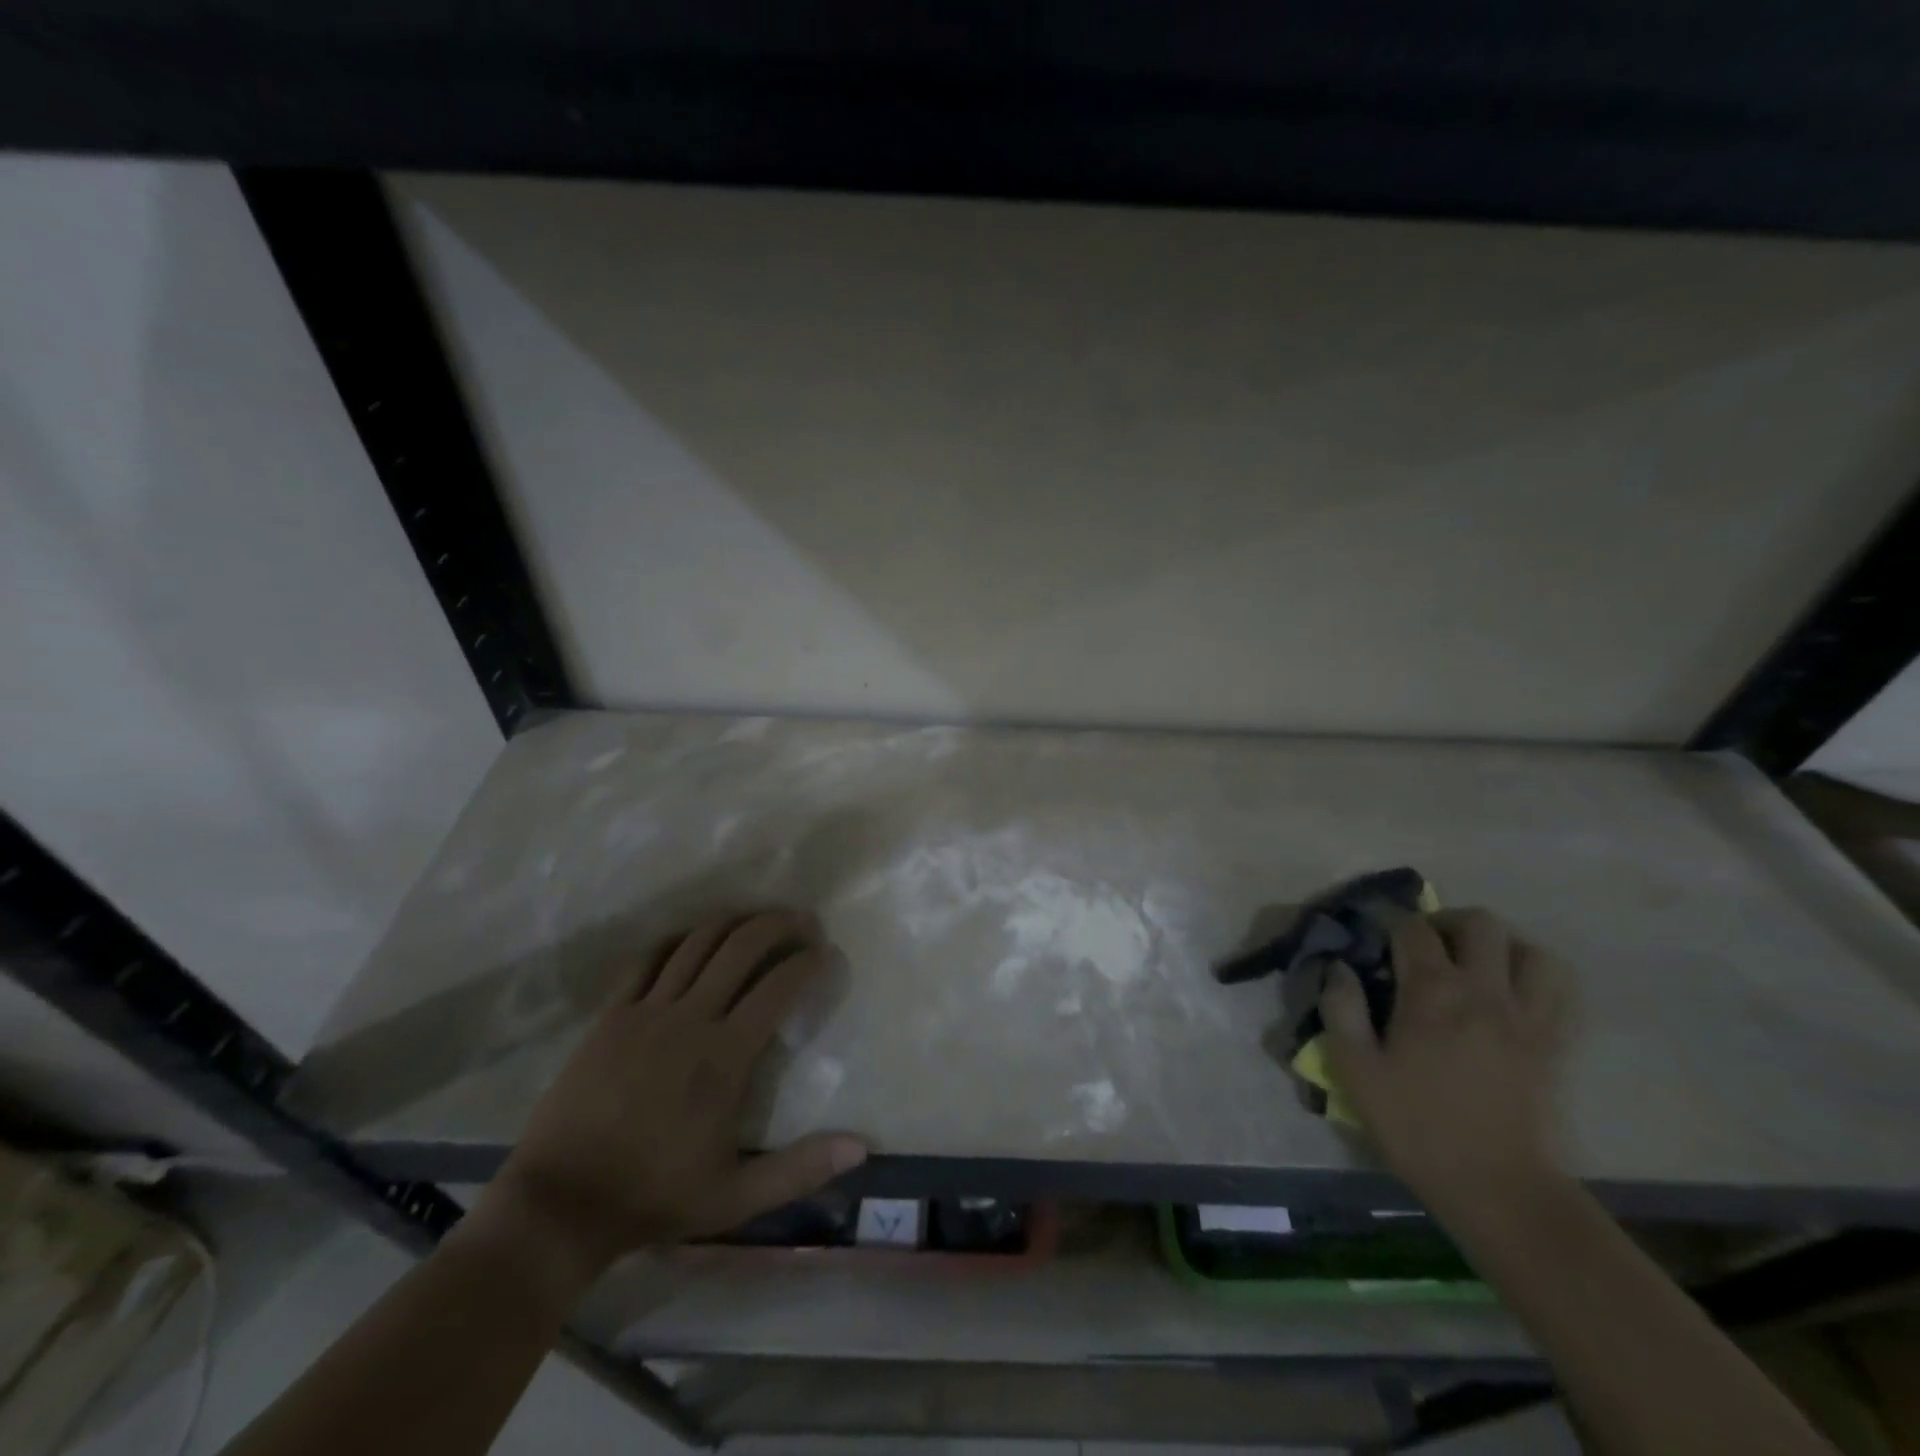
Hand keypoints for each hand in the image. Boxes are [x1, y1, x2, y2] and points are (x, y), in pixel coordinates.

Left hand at [465, 911, 866, 1289]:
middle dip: (778, 924)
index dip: (808, 962)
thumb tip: (861, 1147)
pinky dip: (678, 939)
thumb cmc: (653, 1197)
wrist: (559, 1204)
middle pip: (741, 947)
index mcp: (724, 1056)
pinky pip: (649, 959)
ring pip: (698, 942)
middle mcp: (690, 1018)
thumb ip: (800, 1169)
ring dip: (734, 921)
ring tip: (756, 919)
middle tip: (801, 921)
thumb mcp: (735, 1197)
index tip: (825, 953)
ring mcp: (646, 1011)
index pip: (778, 987)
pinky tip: (694, 938)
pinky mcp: (612, 1014)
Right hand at [1320, 908, 1573, 1215]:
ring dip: (1499, 946)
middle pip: (1478, 923)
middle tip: (1424, 947)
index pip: (1412, 928)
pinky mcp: (1554, 1043)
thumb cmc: (1417, 1126)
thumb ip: (1341, 1009)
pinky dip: (1535, 975)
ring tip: (1474, 966)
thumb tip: (1339, 967)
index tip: (1374, 937)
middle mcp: (1484, 991)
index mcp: (1432, 993)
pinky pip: (1559, 988)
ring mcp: (1527, 1016)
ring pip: (1528, 948)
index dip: (1390, 923)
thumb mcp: (1356, 1070)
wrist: (1498, 1189)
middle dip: (1446, 923)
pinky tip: (1511, 993)